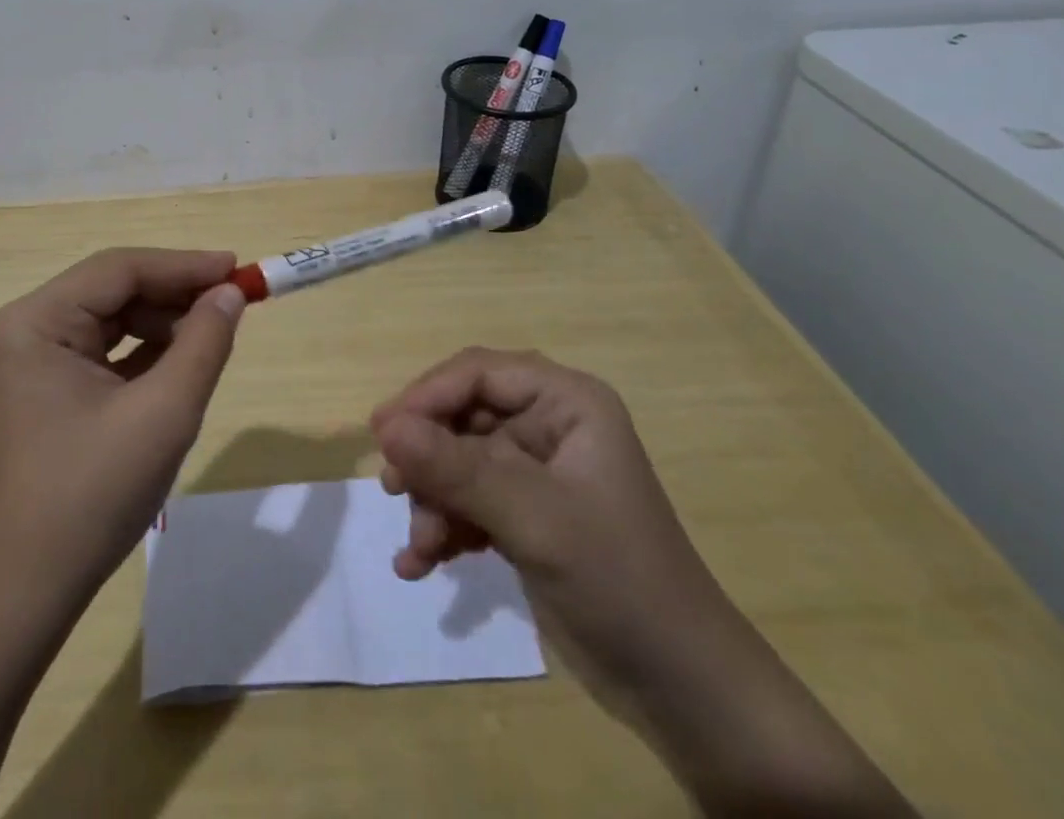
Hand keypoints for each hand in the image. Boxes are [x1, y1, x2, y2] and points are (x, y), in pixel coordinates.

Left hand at [0, 248, 246, 608]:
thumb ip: (204, 343)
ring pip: (111, 321)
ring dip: (163, 325)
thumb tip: (230, 293)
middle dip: (175, 297)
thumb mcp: (164, 413)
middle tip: (233, 305)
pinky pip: (102, 354)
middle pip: (113, 291)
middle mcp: (26, 331)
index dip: (183, 265)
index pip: (120, 270)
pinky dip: (144, 355)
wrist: (24, 595)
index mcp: (36, 322)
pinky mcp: (44, 393)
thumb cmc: (92, 496)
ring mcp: (31, 364)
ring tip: (211, 339)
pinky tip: (180, 365)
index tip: (237, 269)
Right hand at [369, 347, 727, 696]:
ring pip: (460, 462)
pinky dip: (445, 527)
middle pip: (464, 417)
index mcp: (566, 402)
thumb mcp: (532, 517)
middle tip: (393, 489)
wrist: (681, 690)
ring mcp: (537, 473)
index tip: (382, 434)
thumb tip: (384, 427)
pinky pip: (470, 502)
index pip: (478, 373)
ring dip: (434, 501)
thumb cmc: (617, 580)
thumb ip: (456, 468)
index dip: (427, 396)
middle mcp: (549, 425)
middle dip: (428, 457)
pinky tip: (420, 564)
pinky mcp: (527, 516)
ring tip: (419, 546)